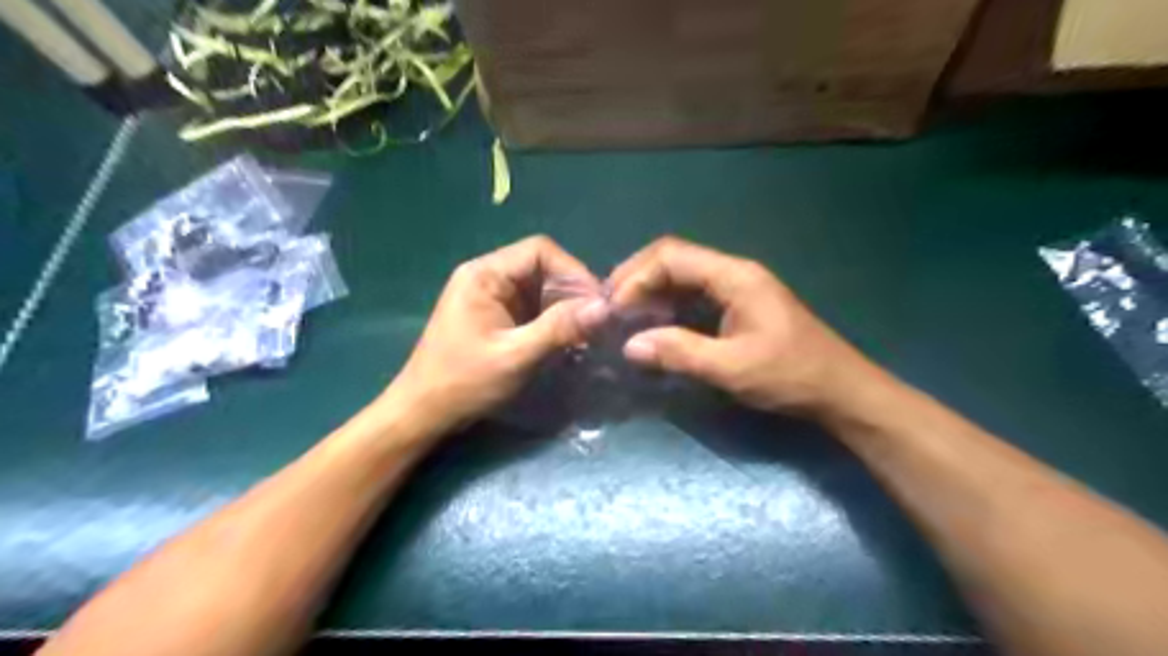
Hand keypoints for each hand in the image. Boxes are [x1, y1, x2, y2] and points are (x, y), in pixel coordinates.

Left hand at [382, 235, 607, 434]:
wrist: (424, 413)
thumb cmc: (464, 383)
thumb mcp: (516, 356)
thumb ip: (560, 328)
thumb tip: (605, 307)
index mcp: (485, 274)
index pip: (540, 251)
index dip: (573, 271)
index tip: (597, 301)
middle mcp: (488, 277)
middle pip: (542, 268)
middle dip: (572, 292)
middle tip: (598, 321)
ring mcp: (492, 297)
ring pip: (541, 289)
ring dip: (566, 308)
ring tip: (587, 333)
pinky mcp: (497, 317)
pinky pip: (533, 308)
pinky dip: (554, 321)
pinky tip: (568, 340)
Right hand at [608, 239, 871, 416]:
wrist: (840, 390)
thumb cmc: (791, 375)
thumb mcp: (732, 368)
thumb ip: (680, 353)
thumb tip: (630, 346)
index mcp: (735, 276)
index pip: (672, 256)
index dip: (636, 277)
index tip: (614, 307)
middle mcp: (734, 272)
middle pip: (674, 258)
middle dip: (638, 278)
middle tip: (610, 307)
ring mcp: (737, 287)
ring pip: (682, 275)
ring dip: (651, 290)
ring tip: (624, 315)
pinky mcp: (738, 305)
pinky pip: (693, 293)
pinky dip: (668, 304)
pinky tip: (654, 323)